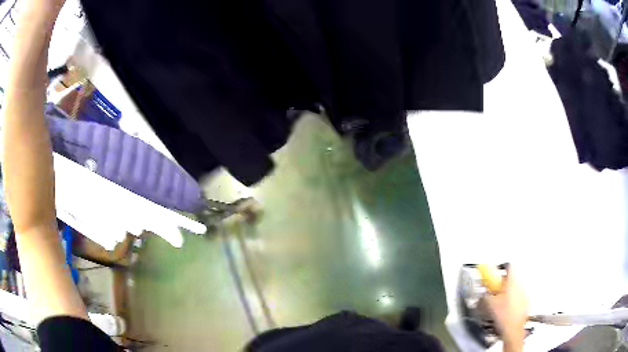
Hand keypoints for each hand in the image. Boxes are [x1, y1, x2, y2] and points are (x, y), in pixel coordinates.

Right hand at [485, 265, 527, 351]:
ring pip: (515, 287)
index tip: (494, 276)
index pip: (509, 267)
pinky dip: (512, 300)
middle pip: (512, 277)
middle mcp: (520, 284)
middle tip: (494, 291)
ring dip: (507, 291)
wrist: (513, 330)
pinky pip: (518, 296)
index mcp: (512, 281)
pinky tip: (506, 310)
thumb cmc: (502, 314)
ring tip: (499, 302)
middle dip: (503, 283)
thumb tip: (482, 294)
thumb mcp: (488, 305)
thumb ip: (484, 296)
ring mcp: (524, 294)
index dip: (501, 269)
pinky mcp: (526, 303)